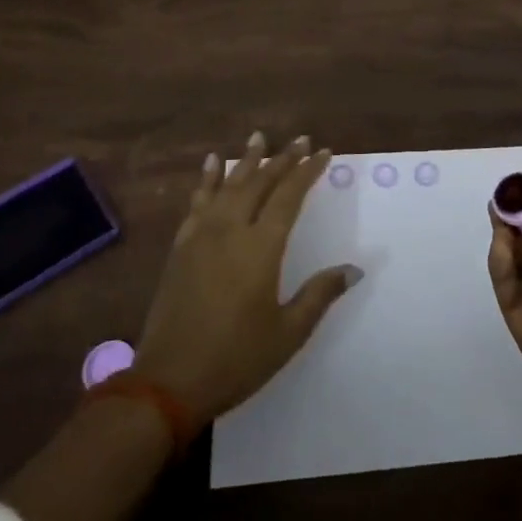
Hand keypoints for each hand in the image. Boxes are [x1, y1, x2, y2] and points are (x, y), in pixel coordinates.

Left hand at [135, 132, 361, 425]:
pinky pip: (197, 202)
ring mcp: (201, 236)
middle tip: (300, 140)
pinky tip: (212, 165)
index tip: (324, 152)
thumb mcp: (287, 334)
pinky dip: (207, 180)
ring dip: (246, 160)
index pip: (289, 196)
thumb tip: (354, 269)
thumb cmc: (235, 359)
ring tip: (259, 137)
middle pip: (260, 183)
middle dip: (282, 159)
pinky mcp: (181, 248)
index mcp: (261, 248)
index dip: (308, 171)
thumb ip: (319, 295)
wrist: (167, 383)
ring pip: (228, 185)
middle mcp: (231, 231)